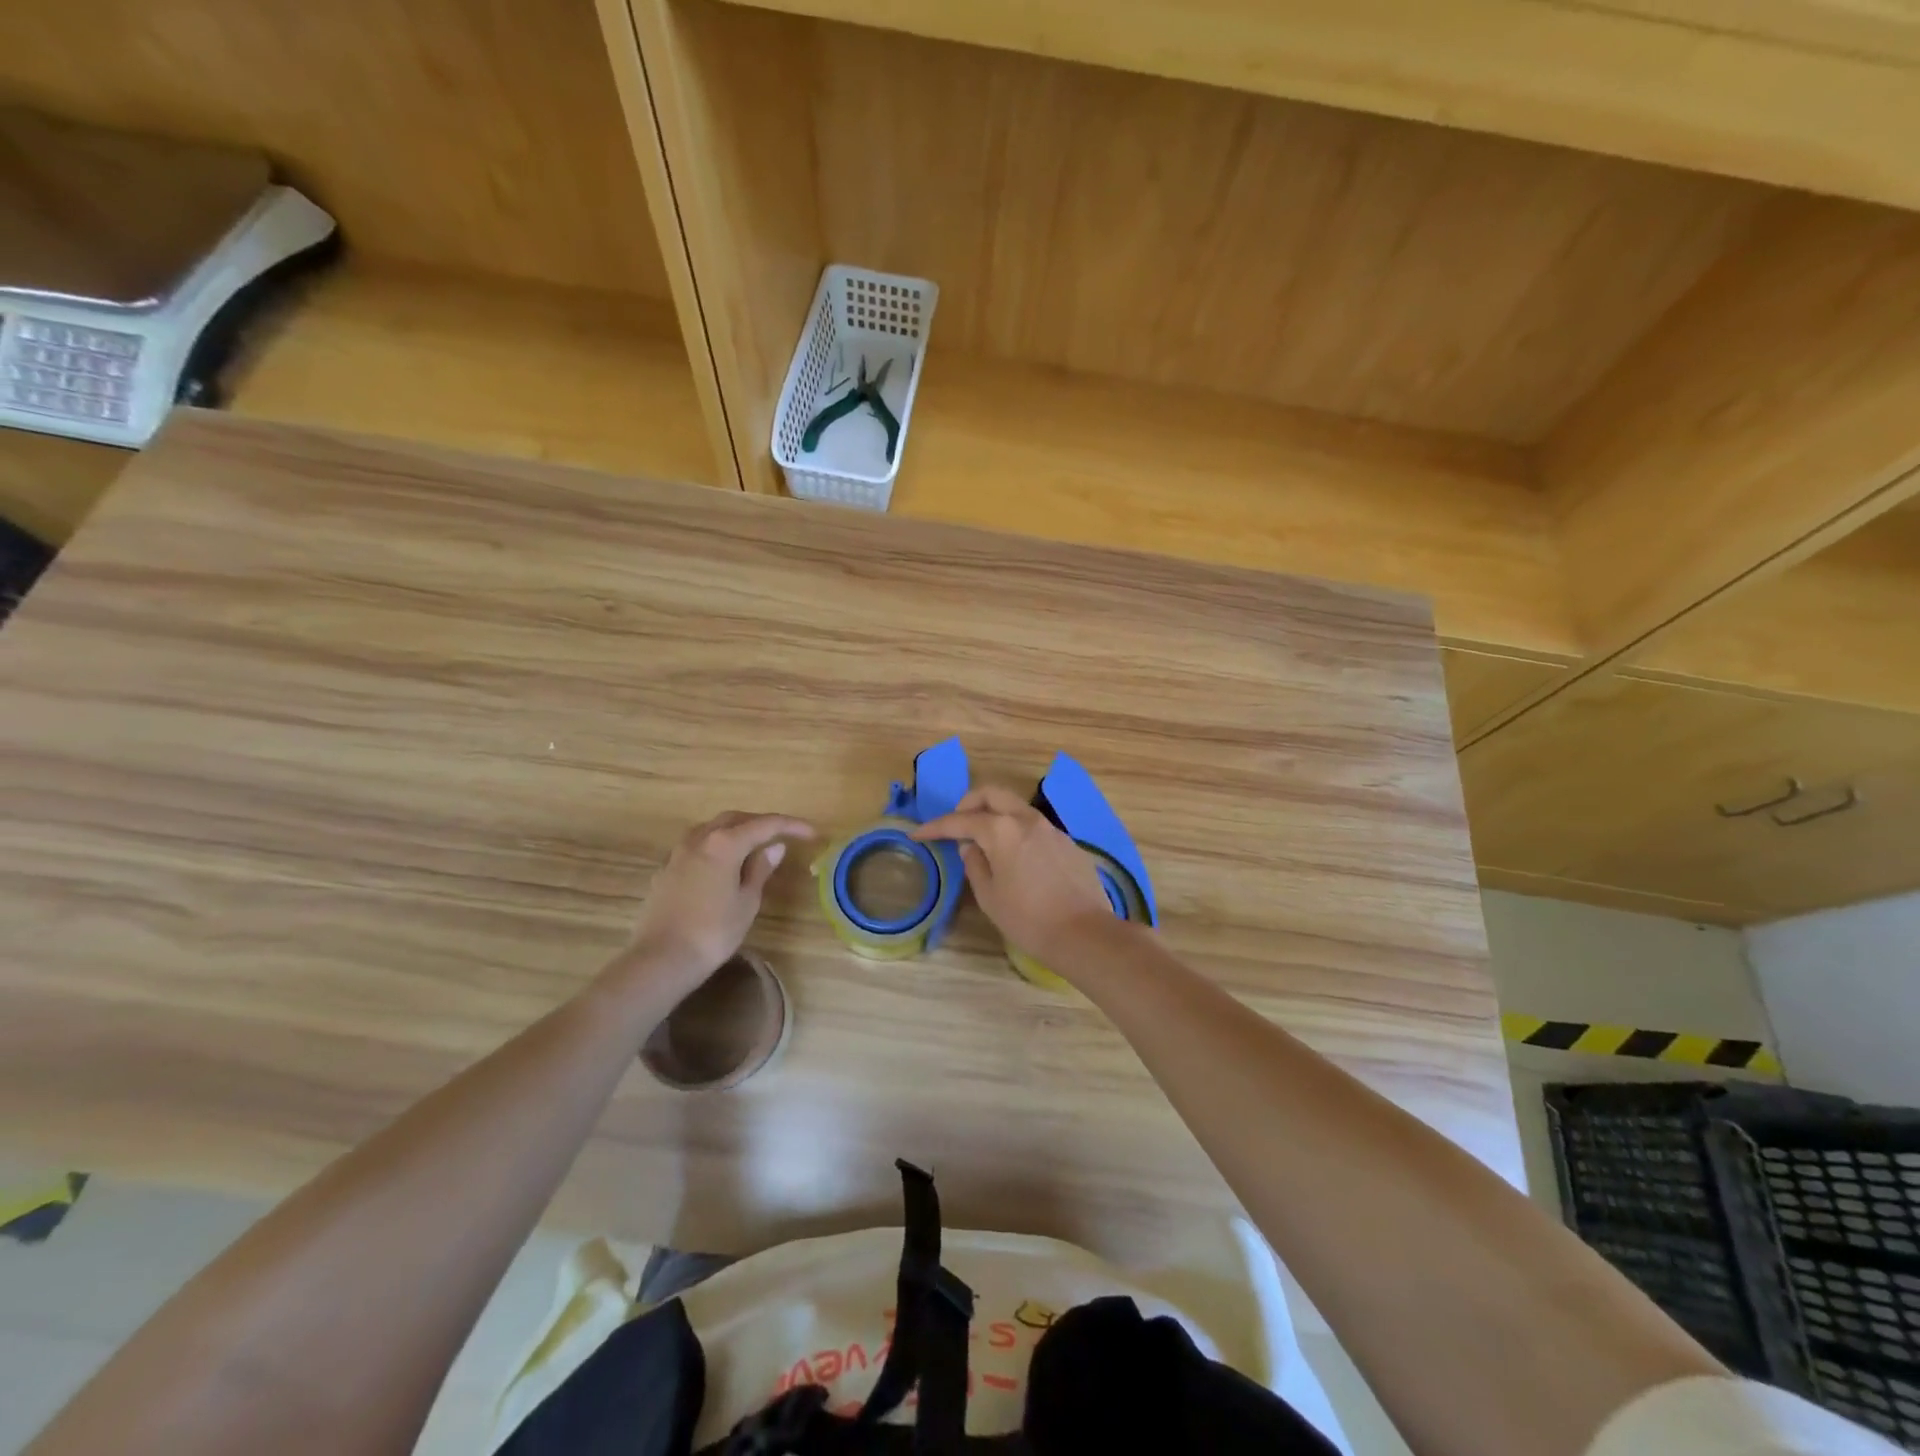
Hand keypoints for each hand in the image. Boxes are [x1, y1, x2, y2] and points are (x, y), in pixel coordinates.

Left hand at [625, 812, 815, 986]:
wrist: (661, 959)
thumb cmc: (713, 932)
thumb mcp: (747, 901)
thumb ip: (760, 869)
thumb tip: (774, 847)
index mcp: (725, 843)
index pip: (765, 824)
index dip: (791, 826)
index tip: (811, 833)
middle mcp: (699, 840)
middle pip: (734, 819)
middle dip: (760, 822)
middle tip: (781, 835)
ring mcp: (677, 854)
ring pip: (710, 829)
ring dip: (733, 831)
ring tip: (751, 846)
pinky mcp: (664, 871)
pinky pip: (694, 847)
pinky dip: (713, 847)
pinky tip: (720, 866)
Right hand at [913, 785, 1118, 965]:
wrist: (1085, 933)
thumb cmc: (1029, 919)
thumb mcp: (990, 897)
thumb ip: (975, 865)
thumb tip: (971, 848)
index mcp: (1001, 830)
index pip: (961, 820)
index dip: (936, 827)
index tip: (919, 834)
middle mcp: (1027, 820)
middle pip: (992, 794)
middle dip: (969, 803)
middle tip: (956, 824)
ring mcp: (1052, 829)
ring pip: (1016, 807)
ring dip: (995, 814)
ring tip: (984, 840)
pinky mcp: (1068, 843)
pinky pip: (1035, 826)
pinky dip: (1017, 830)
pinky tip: (1016, 856)